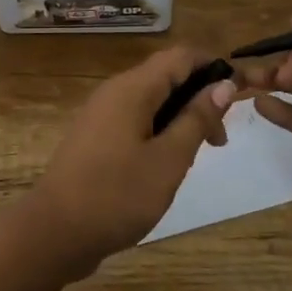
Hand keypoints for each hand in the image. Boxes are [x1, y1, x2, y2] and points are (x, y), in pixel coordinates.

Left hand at [27, 46, 234, 277]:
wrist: (53, 234)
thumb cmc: (116, 196)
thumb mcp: (168, 160)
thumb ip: (196, 119)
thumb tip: (223, 84)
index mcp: (133, 89)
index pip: (181, 56)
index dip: (213, 67)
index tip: (239, 96)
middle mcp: (115, 92)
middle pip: (166, 76)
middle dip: (199, 96)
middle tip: (219, 139)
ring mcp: (101, 115)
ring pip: (151, 100)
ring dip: (180, 117)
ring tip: (197, 154)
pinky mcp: (95, 138)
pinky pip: (135, 119)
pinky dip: (159, 131)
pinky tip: (166, 164)